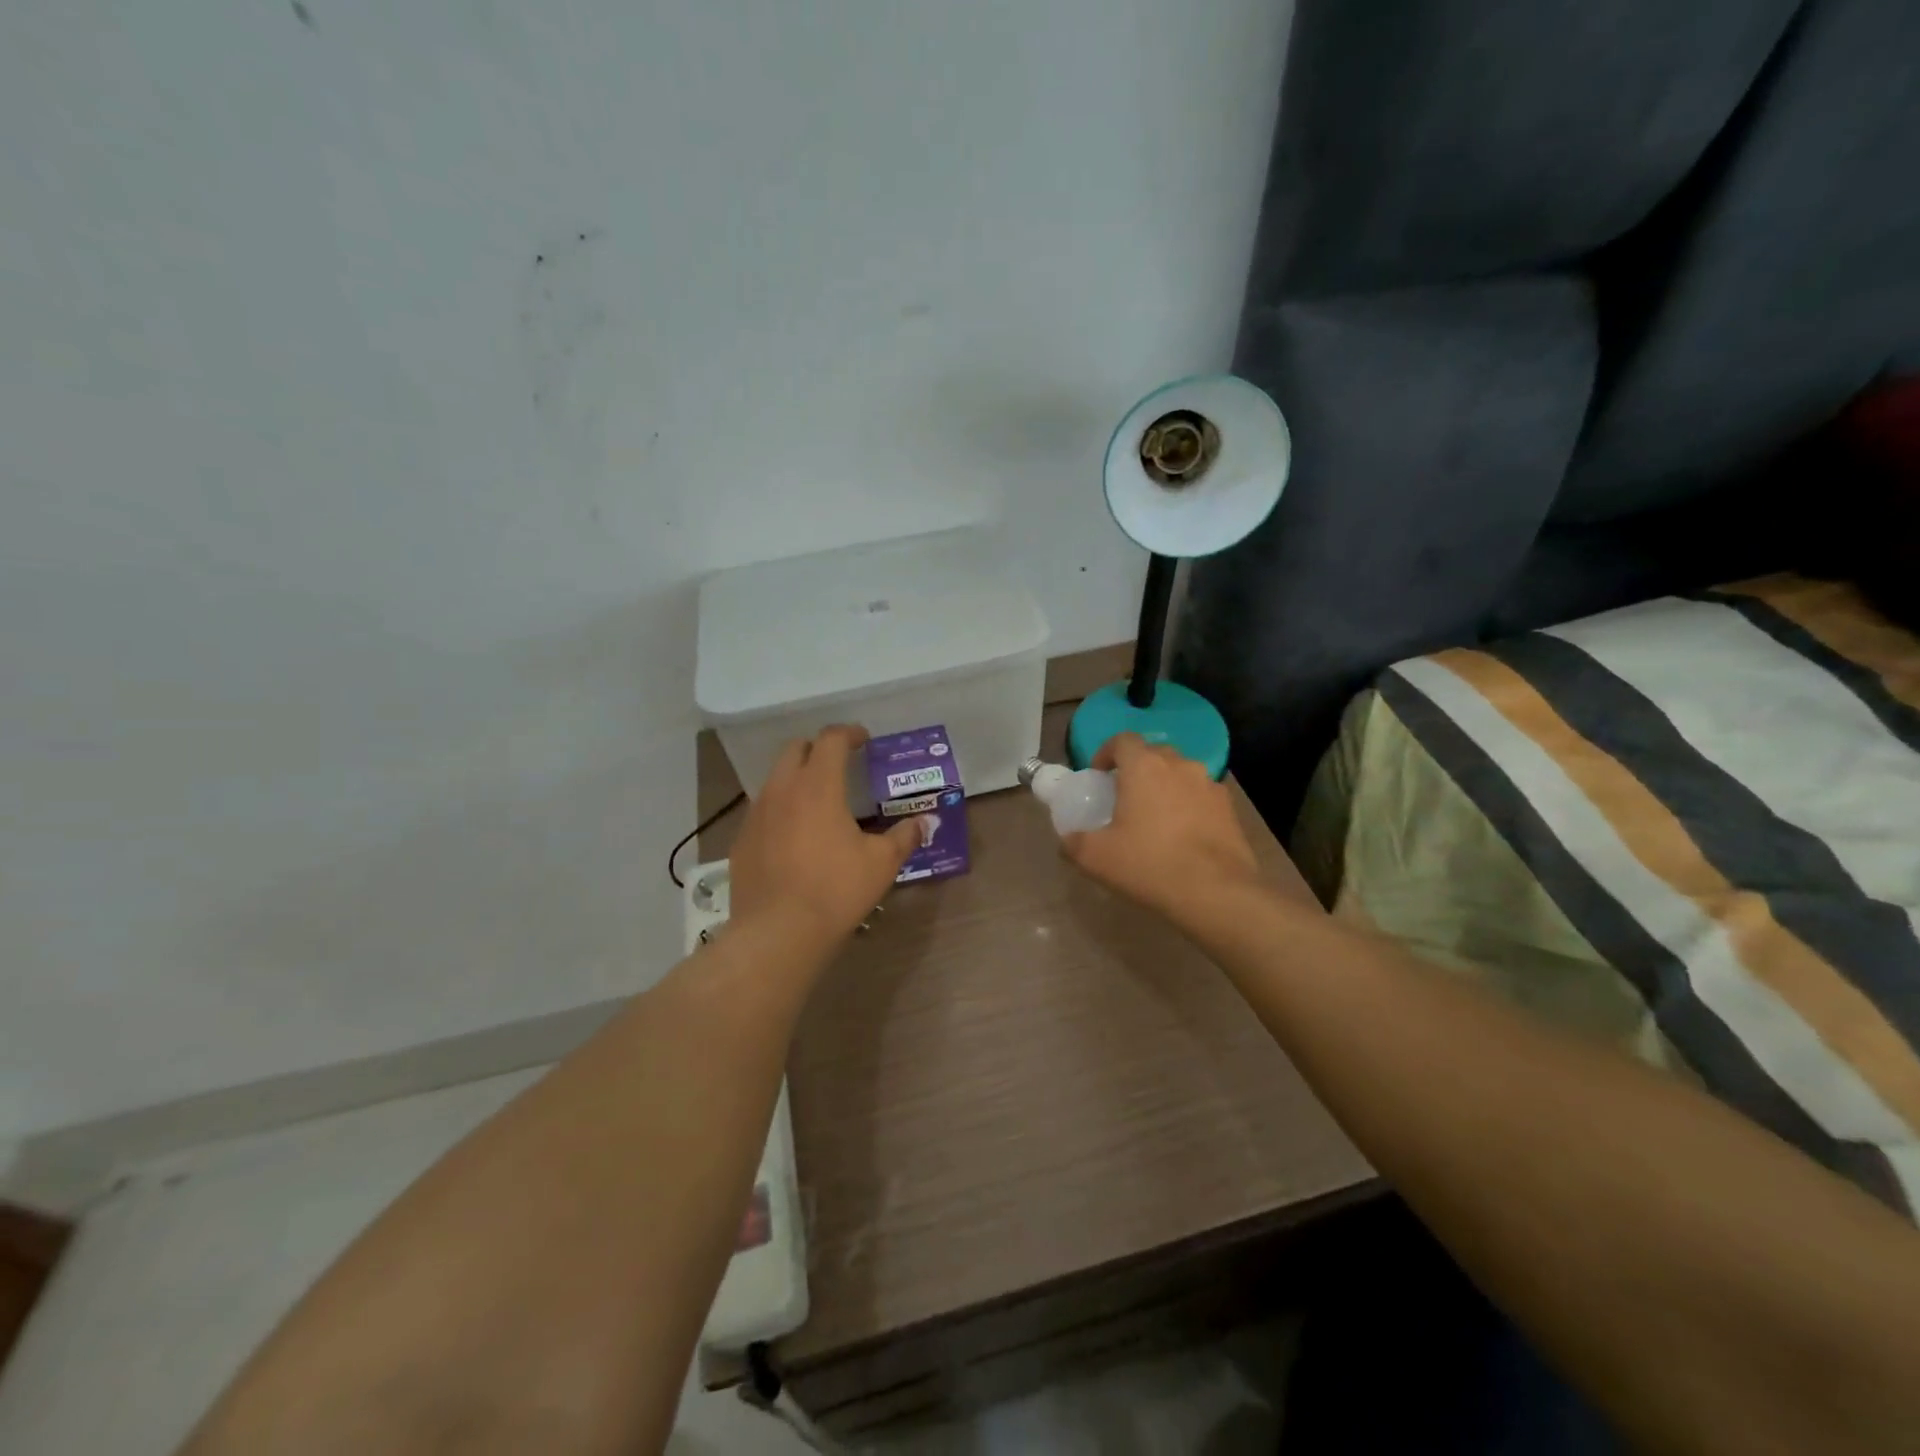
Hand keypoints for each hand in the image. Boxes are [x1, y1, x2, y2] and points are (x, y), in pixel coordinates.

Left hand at [728, 725, 921, 947]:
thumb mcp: (881, 863)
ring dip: (797, 778)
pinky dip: (781, 809)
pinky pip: (762, 810)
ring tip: (819, 801)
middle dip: (819, 749)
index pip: (831, 740)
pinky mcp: (742, 840)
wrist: (777, 933)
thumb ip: (904, 836)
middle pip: (795, 749)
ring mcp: (756, 814)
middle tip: (840, 765)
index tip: (863, 740)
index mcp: (818, 785)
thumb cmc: (835, 890)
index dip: (849, 733)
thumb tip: (924, 822)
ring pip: (776, 779)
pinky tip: (795, 836)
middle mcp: (782, 790)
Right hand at [1061, 733, 1262, 924]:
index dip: (1106, 753)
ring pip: (1180, 775)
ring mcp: (1209, 785)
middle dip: (1137, 770)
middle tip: (1125, 799)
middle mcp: (1179, 766)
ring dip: (1165, 788)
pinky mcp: (1230, 809)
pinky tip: (1184, 836)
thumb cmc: (1149, 865)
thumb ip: (1074, 842)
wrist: (1216, 893)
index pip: (1122, 740)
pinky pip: (1202, 797)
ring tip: (1156, 820)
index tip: (1099, 776)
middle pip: (1153, 755)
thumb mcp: (1095, 858)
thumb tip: (1067, 840)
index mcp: (1144, 767)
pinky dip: (1189, 807)